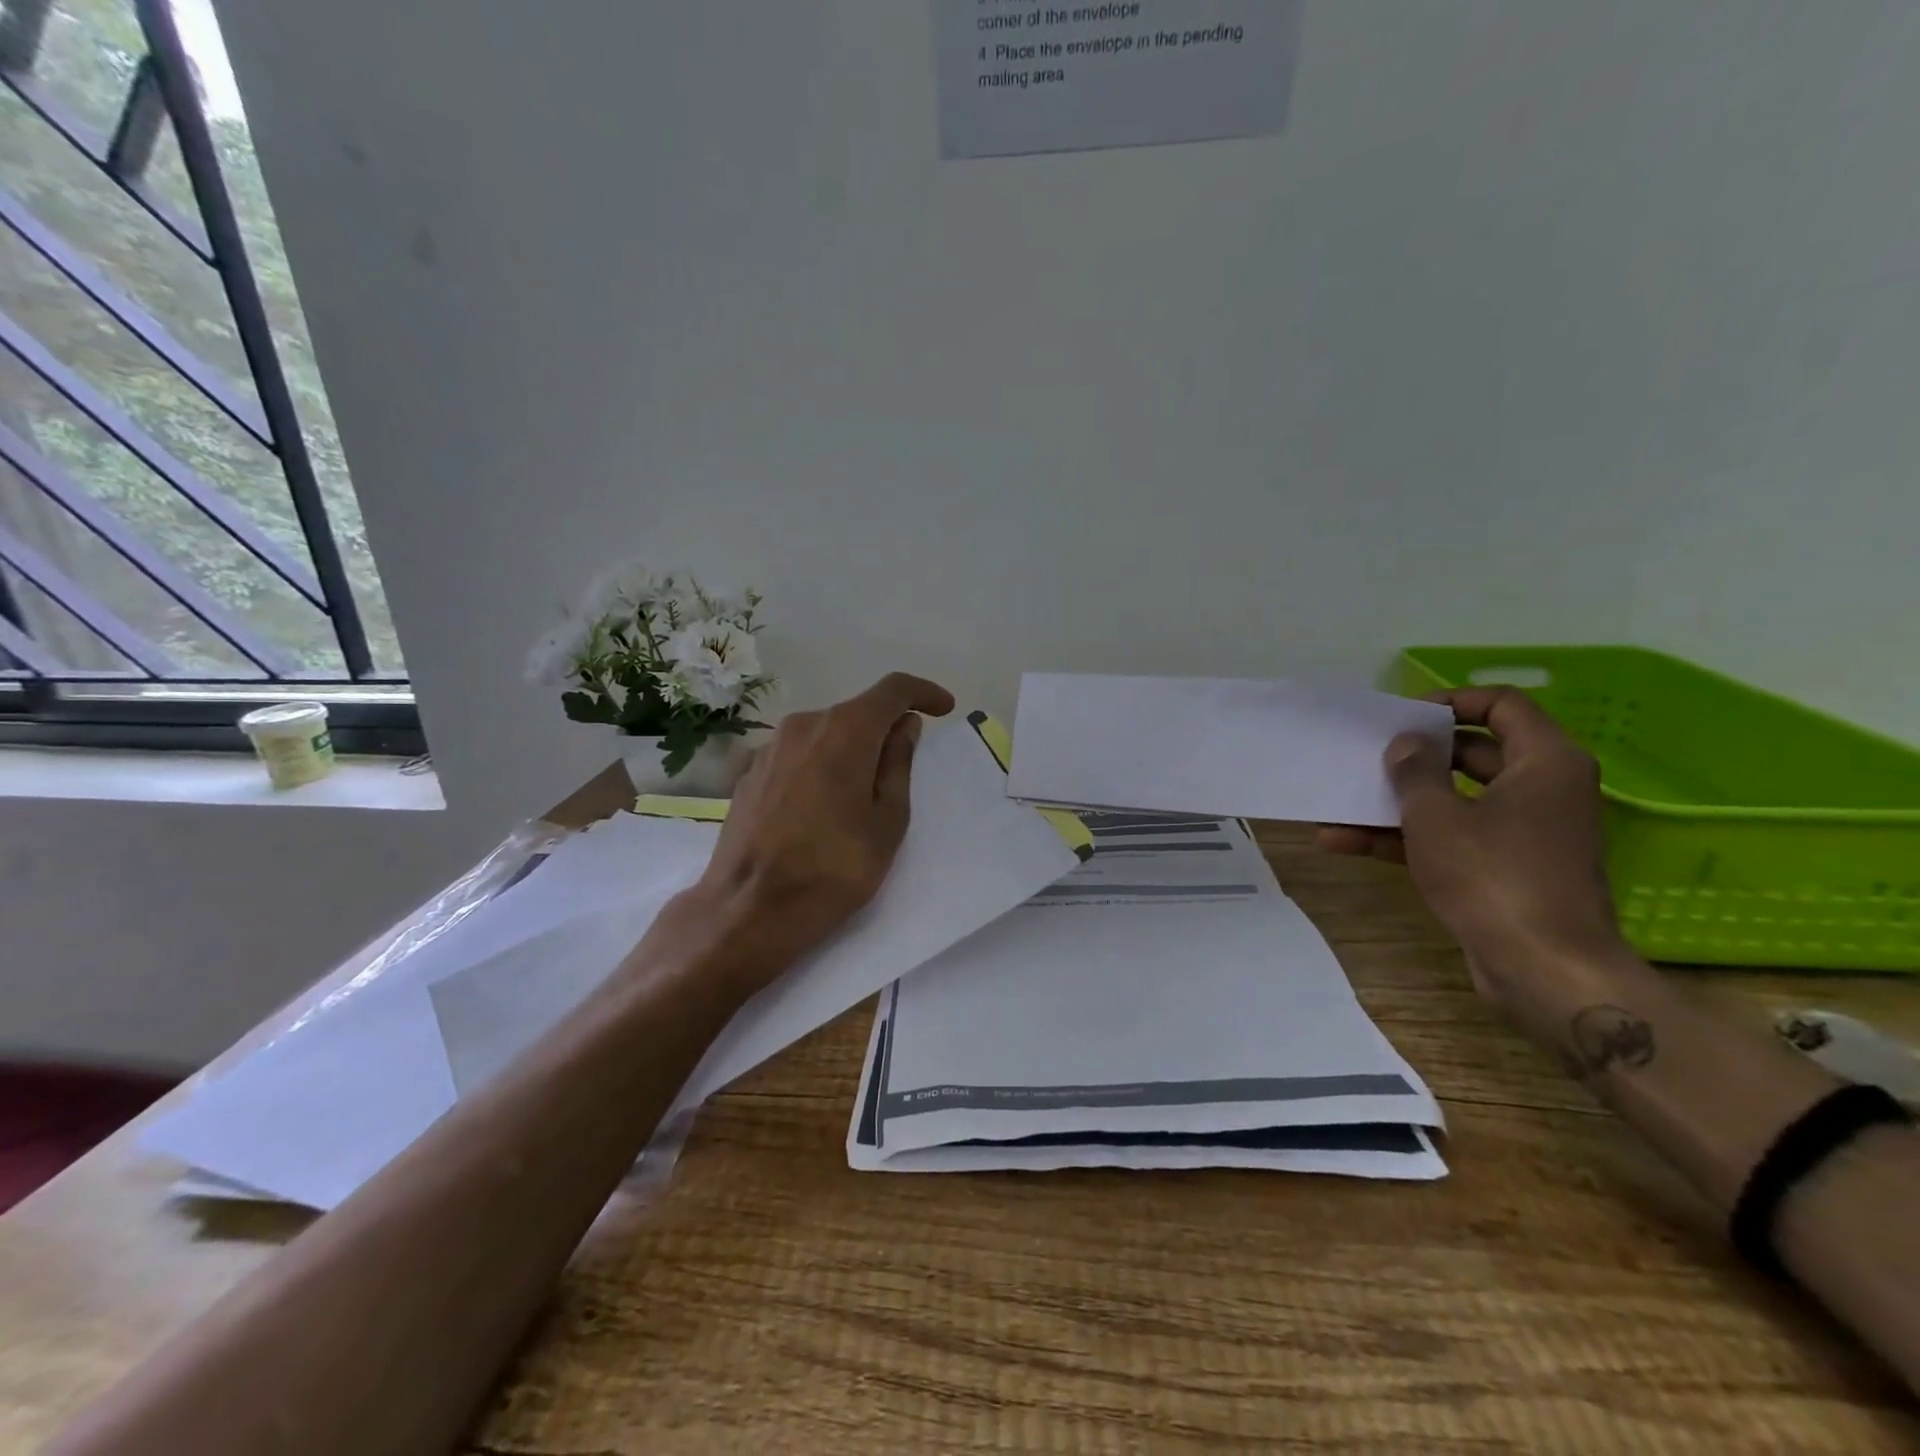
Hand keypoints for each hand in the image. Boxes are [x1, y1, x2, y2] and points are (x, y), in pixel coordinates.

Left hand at [679, 673, 955, 986]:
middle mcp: (804, 725)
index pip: (892, 689)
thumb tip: (904, 726)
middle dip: (885, 729)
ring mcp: (770, 747)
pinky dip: (820, 765)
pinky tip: (822, 808)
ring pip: (825, 733)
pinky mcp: (750, 773)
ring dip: (851, 749)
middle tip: (905, 767)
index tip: (943, 708)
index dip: (923, 692)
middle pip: (856, 712)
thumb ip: (898, 764)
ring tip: (862, 796)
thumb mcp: (887, 822)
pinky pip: (799, 754)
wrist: (748, 909)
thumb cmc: (833, 868)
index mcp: (845, 731)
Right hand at [1319, 687, 1641, 1036]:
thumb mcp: (1437, 815)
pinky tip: (1345, 842)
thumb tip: (1407, 744)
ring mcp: (1524, 833)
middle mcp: (1542, 790)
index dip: (1450, 702)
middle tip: (1369, 754)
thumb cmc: (1494, 876)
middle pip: (1474, 752)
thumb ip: (1415, 771)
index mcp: (1545, 762)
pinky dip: (1406, 838)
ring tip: (1343, 800)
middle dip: (1416, 755)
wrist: (1544, 970)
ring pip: (1456, 800)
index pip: (1502, 704)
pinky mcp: (1505, 870)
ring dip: (1400, 802)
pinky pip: (1453, 839)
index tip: (1404, 717)